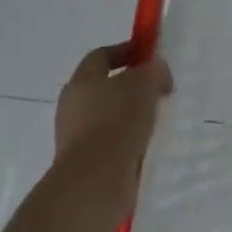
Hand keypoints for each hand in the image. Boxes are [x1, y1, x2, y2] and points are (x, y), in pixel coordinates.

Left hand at [53, 43, 170, 211]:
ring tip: (157, 119)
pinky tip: (146, 144)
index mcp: (82, 80)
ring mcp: (75, 136)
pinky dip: (128, 139)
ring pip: (108, 115)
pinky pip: (110, 141)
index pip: (102, 55)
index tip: (151, 55)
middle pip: (104, 85)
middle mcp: (73, 105)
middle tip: (158, 89)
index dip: (127, 50)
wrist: (95, 181)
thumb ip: (153, 69)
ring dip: (131, 114)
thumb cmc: (118, 121)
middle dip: (132, 85)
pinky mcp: (84, 162)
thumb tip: (154, 70)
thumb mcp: (145, 83)